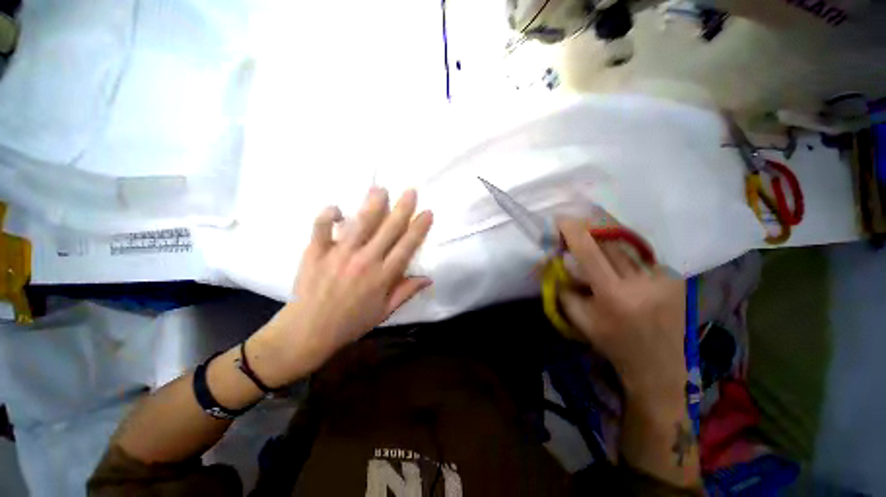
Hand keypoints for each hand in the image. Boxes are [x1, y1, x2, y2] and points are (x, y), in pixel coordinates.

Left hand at [248, 187, 433, 385]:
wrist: (310, 330)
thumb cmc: (352, 321)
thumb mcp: (385, 311)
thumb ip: (406, 291)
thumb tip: (429, 278)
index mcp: (383, 276)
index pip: (407, 246)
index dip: (419, 228)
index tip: (427, 212)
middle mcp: (365, 261)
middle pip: (389, 230)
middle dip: (402, 209)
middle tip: (410, 191)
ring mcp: (340, 254)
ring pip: (360, 224)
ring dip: (372, 205)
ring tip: (381, 189)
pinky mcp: (316, 252)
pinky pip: (321, 228)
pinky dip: (327, 215)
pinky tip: (336, 208)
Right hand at [557, 217, 686, 405]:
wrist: (657, 365)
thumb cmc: (612, 343)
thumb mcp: (578, 318)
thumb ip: (563, 288)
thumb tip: (554, 261)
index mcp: (614, 296)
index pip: (590, 252)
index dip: (574, 231)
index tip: (561, 220)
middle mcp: (641, 283)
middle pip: (610, 242)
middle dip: (589, 229)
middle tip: (574, 225)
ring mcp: (663, 279)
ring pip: (626, 245)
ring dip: (606, 237)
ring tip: (593, 236)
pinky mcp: (674, 278)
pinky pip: (641, 256)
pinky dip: (624, 252)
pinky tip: (617, 259)